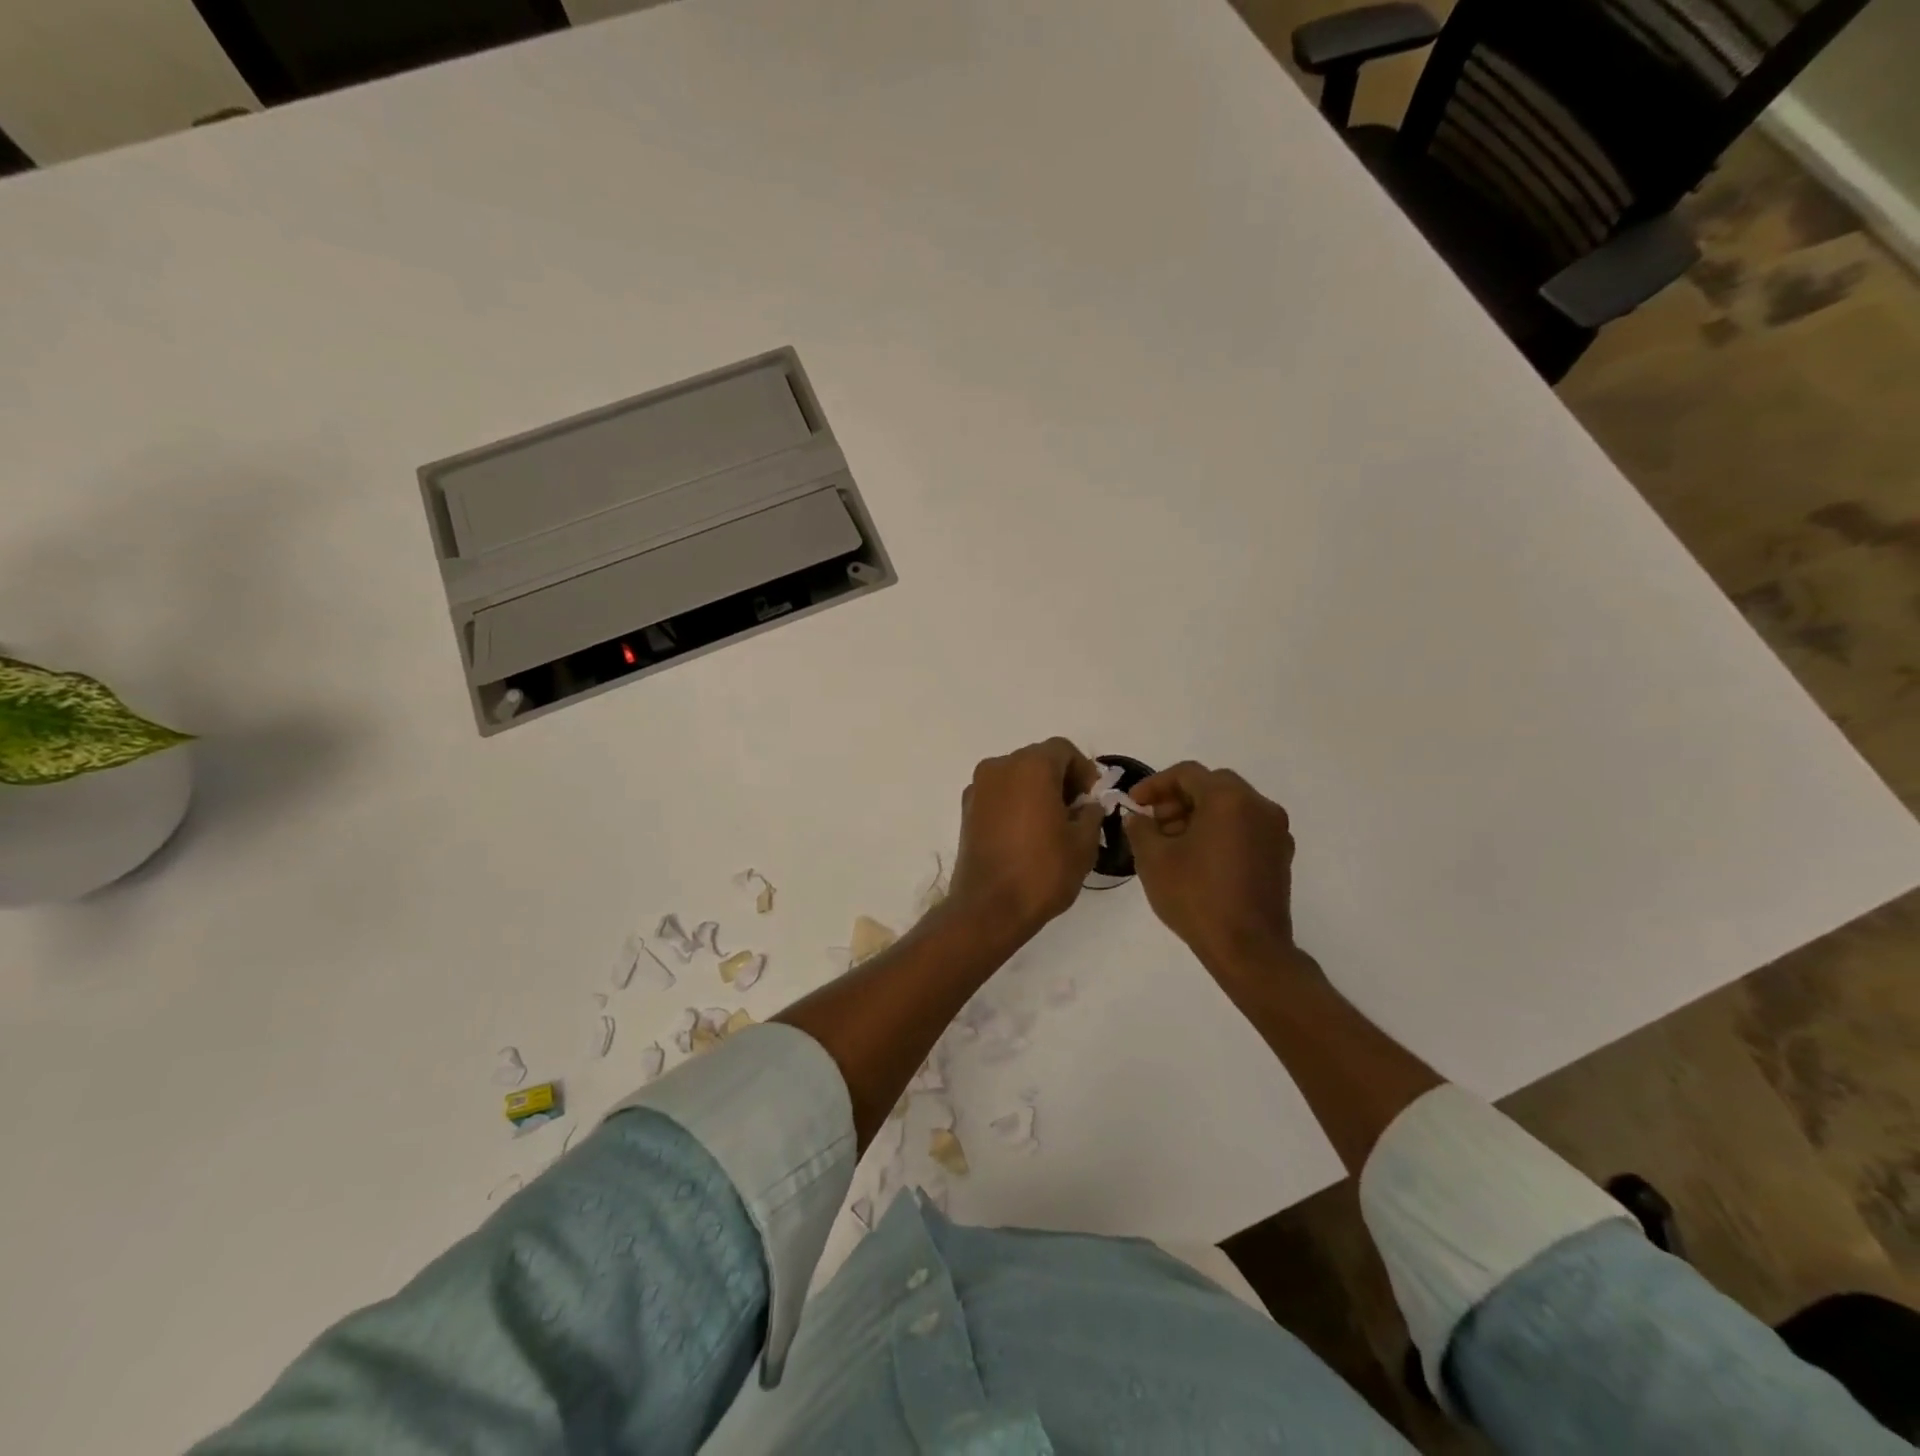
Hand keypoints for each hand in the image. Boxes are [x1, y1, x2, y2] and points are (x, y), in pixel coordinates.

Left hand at [949, 737, 1102, 940]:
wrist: (989, 908)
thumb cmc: (1042, 871)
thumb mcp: (1083, 843)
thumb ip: (1091, 814)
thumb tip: (1088, 805)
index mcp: (1031, 767)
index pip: (1063, 750)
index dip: (1083, 770)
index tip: (1092, 798)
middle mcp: (1000, 767)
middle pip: (1037, 759)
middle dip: (1060, 779)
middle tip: (1077, 811)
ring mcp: (978, 788)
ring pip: (1016, 776)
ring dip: (1037, 790)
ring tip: (1053, 824)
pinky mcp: (967, 810)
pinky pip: (999, 794)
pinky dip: (1016, 803)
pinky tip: (1027, 834)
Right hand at [1124, 762, 1303, 975]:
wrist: (1248, 949)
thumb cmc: (1196, 897)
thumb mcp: (1153, 860)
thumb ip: (1140, 828)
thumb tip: (1139, 818)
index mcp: (1229, 799)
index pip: (1187, 774)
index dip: (1154, 784)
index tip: (1134, 803)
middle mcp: (1259, 806)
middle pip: (1212, 786)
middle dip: (1178, 799)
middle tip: (1153, 822)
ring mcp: (1275, 831)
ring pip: (1231, 806)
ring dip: (1199, 814)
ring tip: (1172, 843)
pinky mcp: (1280, 855)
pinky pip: (1245, 827)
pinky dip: (1220, 831)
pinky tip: (1199, 858)